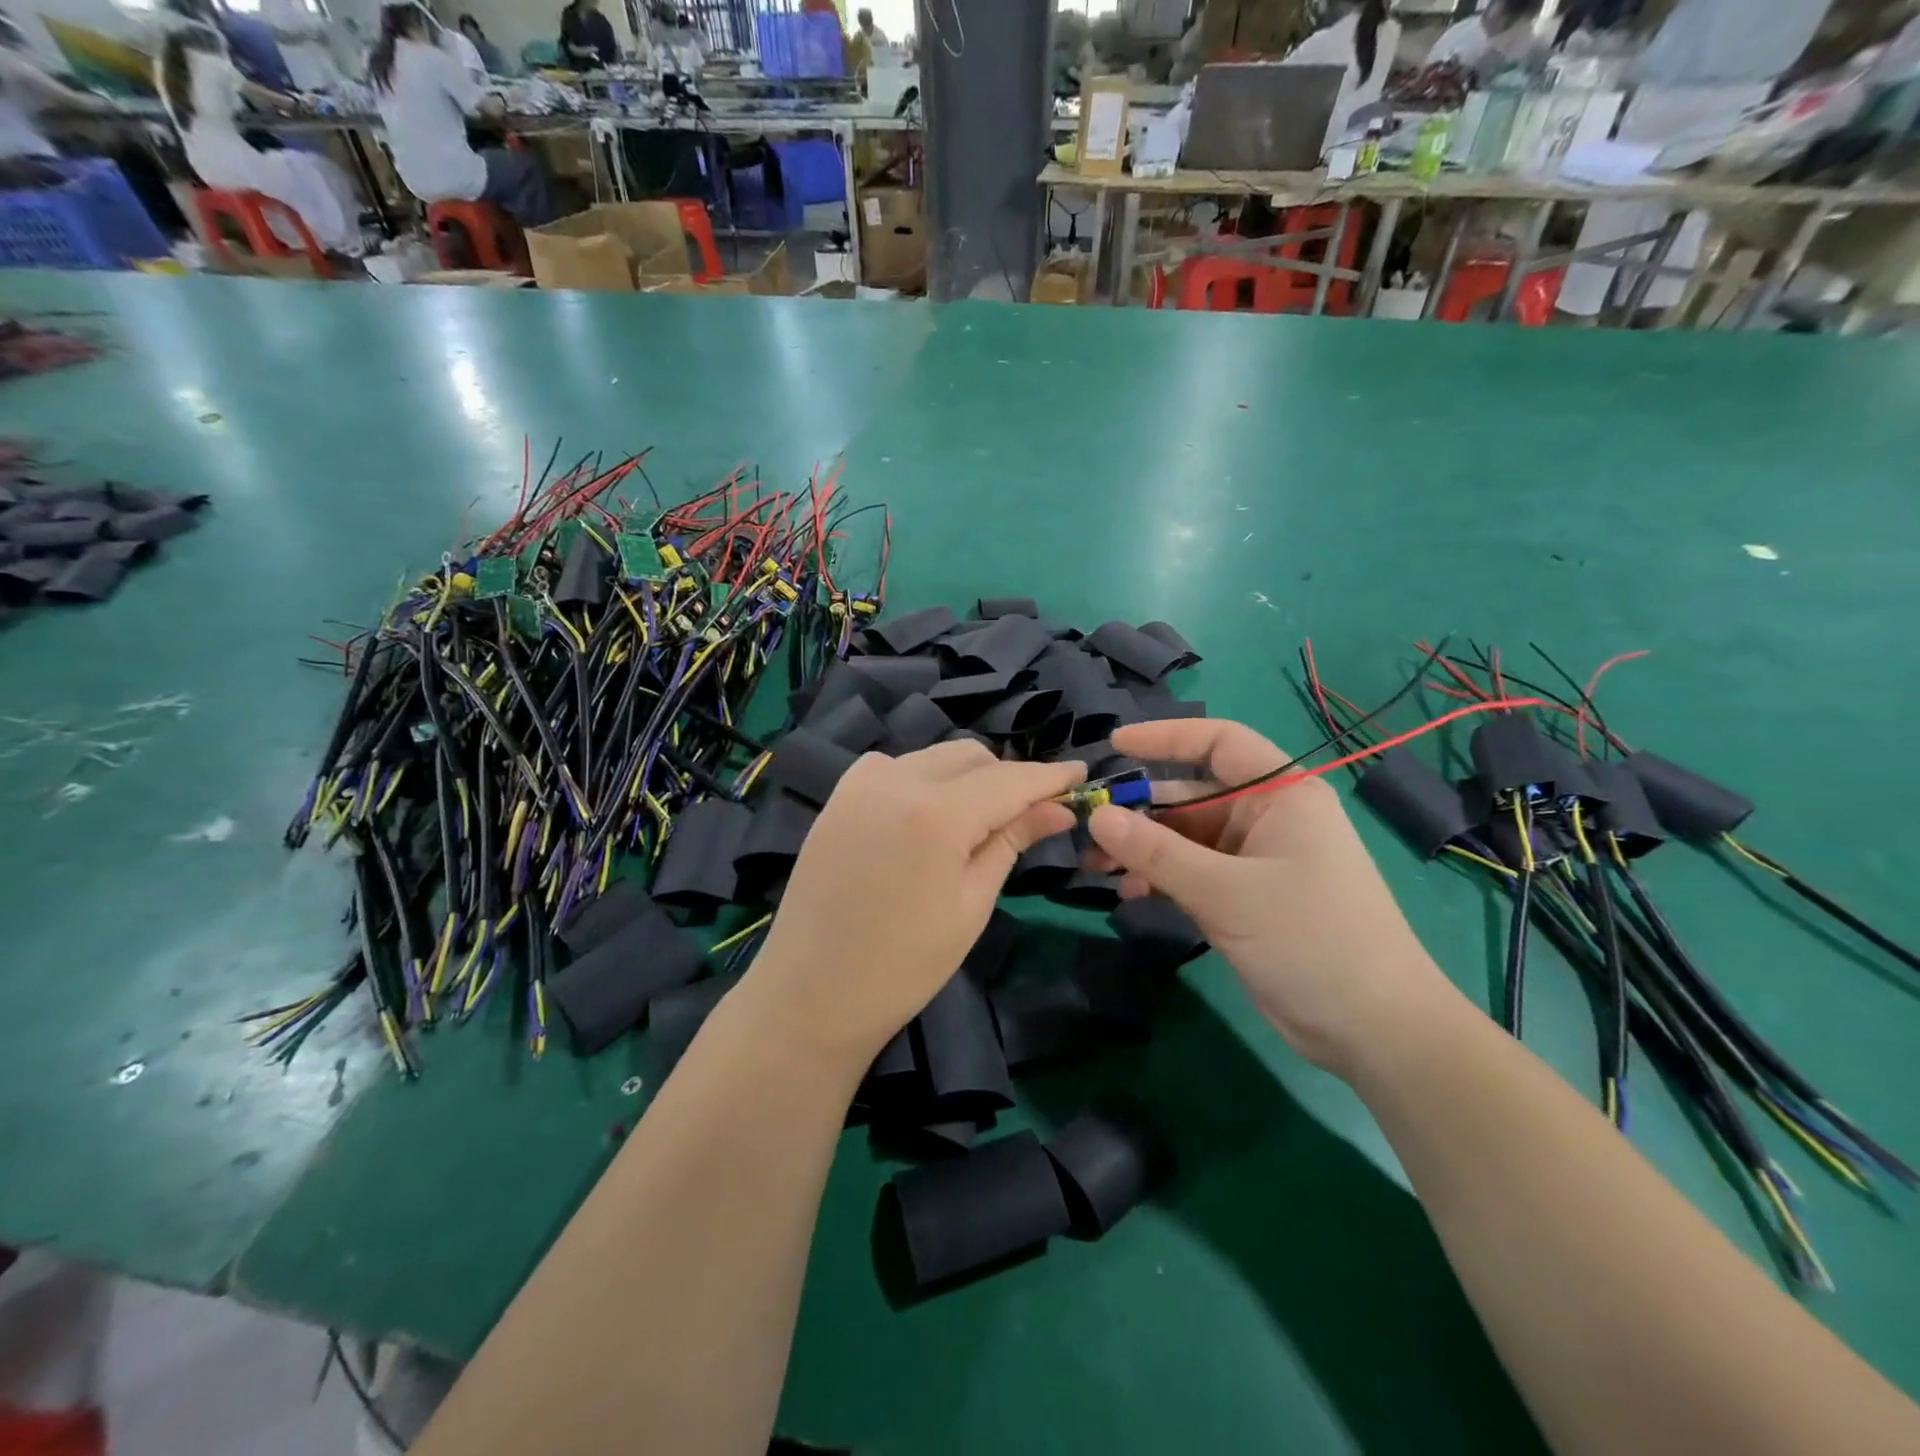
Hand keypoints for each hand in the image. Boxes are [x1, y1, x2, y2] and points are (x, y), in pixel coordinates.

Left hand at [742, 742, 1081, 1072]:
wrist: (811, 993)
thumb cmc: (904, 965)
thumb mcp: (971, 904)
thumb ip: (1011, 841)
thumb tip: (1058, 808)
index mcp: (937, 813)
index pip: (1009, 779)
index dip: (1050, 776)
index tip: (1081, 774)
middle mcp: (896, 780)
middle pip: (971, 756)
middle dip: (1006, 778)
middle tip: (1029, 814)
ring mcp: (860, 783)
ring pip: (934, 757)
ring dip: (967, 777)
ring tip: (979, 820)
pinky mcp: (838, 796)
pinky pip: (896, 767)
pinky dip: (924, 779)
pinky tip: (928, 815)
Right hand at [1085, 719, 1457, 1079]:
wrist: (1373, 1030)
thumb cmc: (1311, 939)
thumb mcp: (1227, 892)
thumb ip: (1157, 852)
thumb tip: (1097, 816)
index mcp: (1281, 795)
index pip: (1219, 743)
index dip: (1166, 738)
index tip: (1114, 746)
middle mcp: (1266, 819)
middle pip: (1190, 796)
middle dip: (1139, 810)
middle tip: (1087, 827)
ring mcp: (1252, 861)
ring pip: (1184, 839)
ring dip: (1141, 849)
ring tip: (1095, 867)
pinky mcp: (1242, 899)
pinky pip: (1189, 874)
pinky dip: (1158, 878)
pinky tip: (1128, 893)